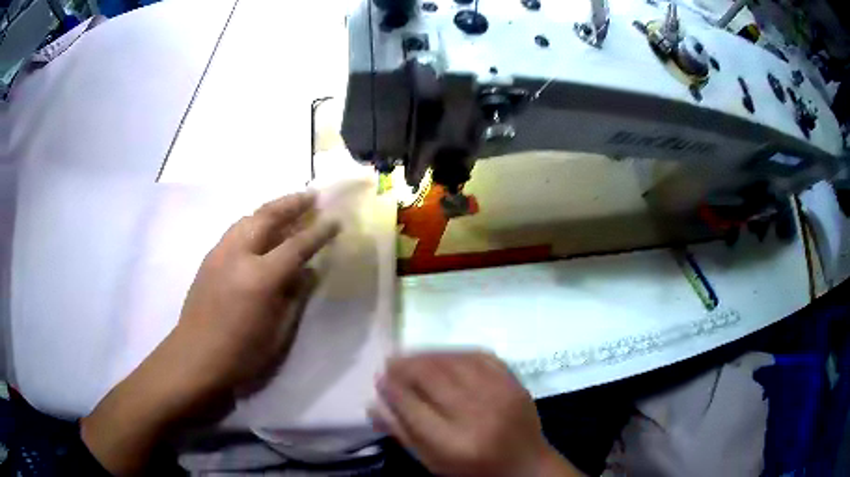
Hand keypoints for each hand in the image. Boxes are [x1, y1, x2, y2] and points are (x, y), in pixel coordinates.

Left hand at [168, 191, 339, 398]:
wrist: (195, 358)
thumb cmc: (241, 353)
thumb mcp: (278, 331)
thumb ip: (294, 296)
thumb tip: (307, 271)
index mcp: (260, 278)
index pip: (296, 245)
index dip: (318, 232)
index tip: (335, 220)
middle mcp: (238, 255)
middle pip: (267, 216)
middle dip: (292, 203)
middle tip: (312, 196)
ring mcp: (219, 253)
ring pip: (248, 218)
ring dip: (272, 209)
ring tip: (289, 206)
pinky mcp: (208, 258)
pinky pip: (236, 230)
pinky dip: (254, 222)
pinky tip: (260, 230)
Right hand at [370, 352, 582, 476]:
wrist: (524, 463)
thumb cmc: (473, 468)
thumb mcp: (433, 462)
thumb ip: (403, 434)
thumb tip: (374, 403)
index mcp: (454, 443)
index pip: (412, 407)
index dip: (392, 389)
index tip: (380, 378)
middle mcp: (477, 415)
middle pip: (432, 379)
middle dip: (406, 366)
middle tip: (391, 362)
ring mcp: (500, 394)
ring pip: (454, 362)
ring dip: (426, 355)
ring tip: (410, 355)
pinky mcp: (514, 382)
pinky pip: (479, 356)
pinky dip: (455, 351)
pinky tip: (441, 354)